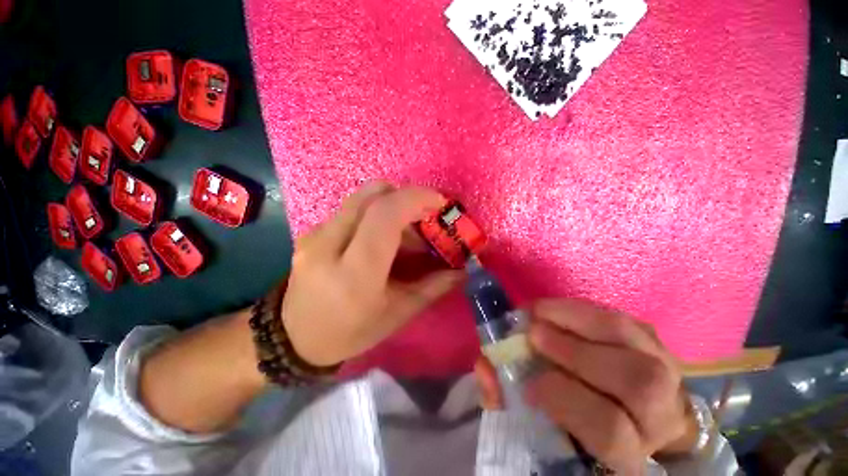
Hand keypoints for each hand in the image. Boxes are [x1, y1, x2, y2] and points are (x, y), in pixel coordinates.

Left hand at [281, 182, 462, 366]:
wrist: (294, 337)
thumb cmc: (351, 332)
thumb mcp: (397, 314)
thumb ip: (433, 287)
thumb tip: (462, 270)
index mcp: (354, 274)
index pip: (384, 216)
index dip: (415, 199)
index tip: (439, 202)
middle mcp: (328, 245)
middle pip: (372, 195)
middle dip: (406, 197)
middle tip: (425, 216)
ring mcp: (315, 234)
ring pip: (362, 198)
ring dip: (391, 205)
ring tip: (406, 232)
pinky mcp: (312, 231)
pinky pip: (352, 209)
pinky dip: (375, 213)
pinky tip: (383, 238)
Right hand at [475, 299, 698, 473]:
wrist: (621, 411)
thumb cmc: (573, 422)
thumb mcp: (539, 424)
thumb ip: (507, 399)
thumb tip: (486, 368)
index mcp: (630, 454)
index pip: (612, 432)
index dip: (566, 402)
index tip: (529, 384)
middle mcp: (660, 415)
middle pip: (635, 383)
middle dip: (575, 353)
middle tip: (532, 334)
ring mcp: (665, 372)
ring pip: (632, 341)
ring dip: (576, 320)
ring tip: (538, 314)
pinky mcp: (653, 342)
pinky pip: (622, 318)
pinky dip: (582, 309)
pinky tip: (555, 310)